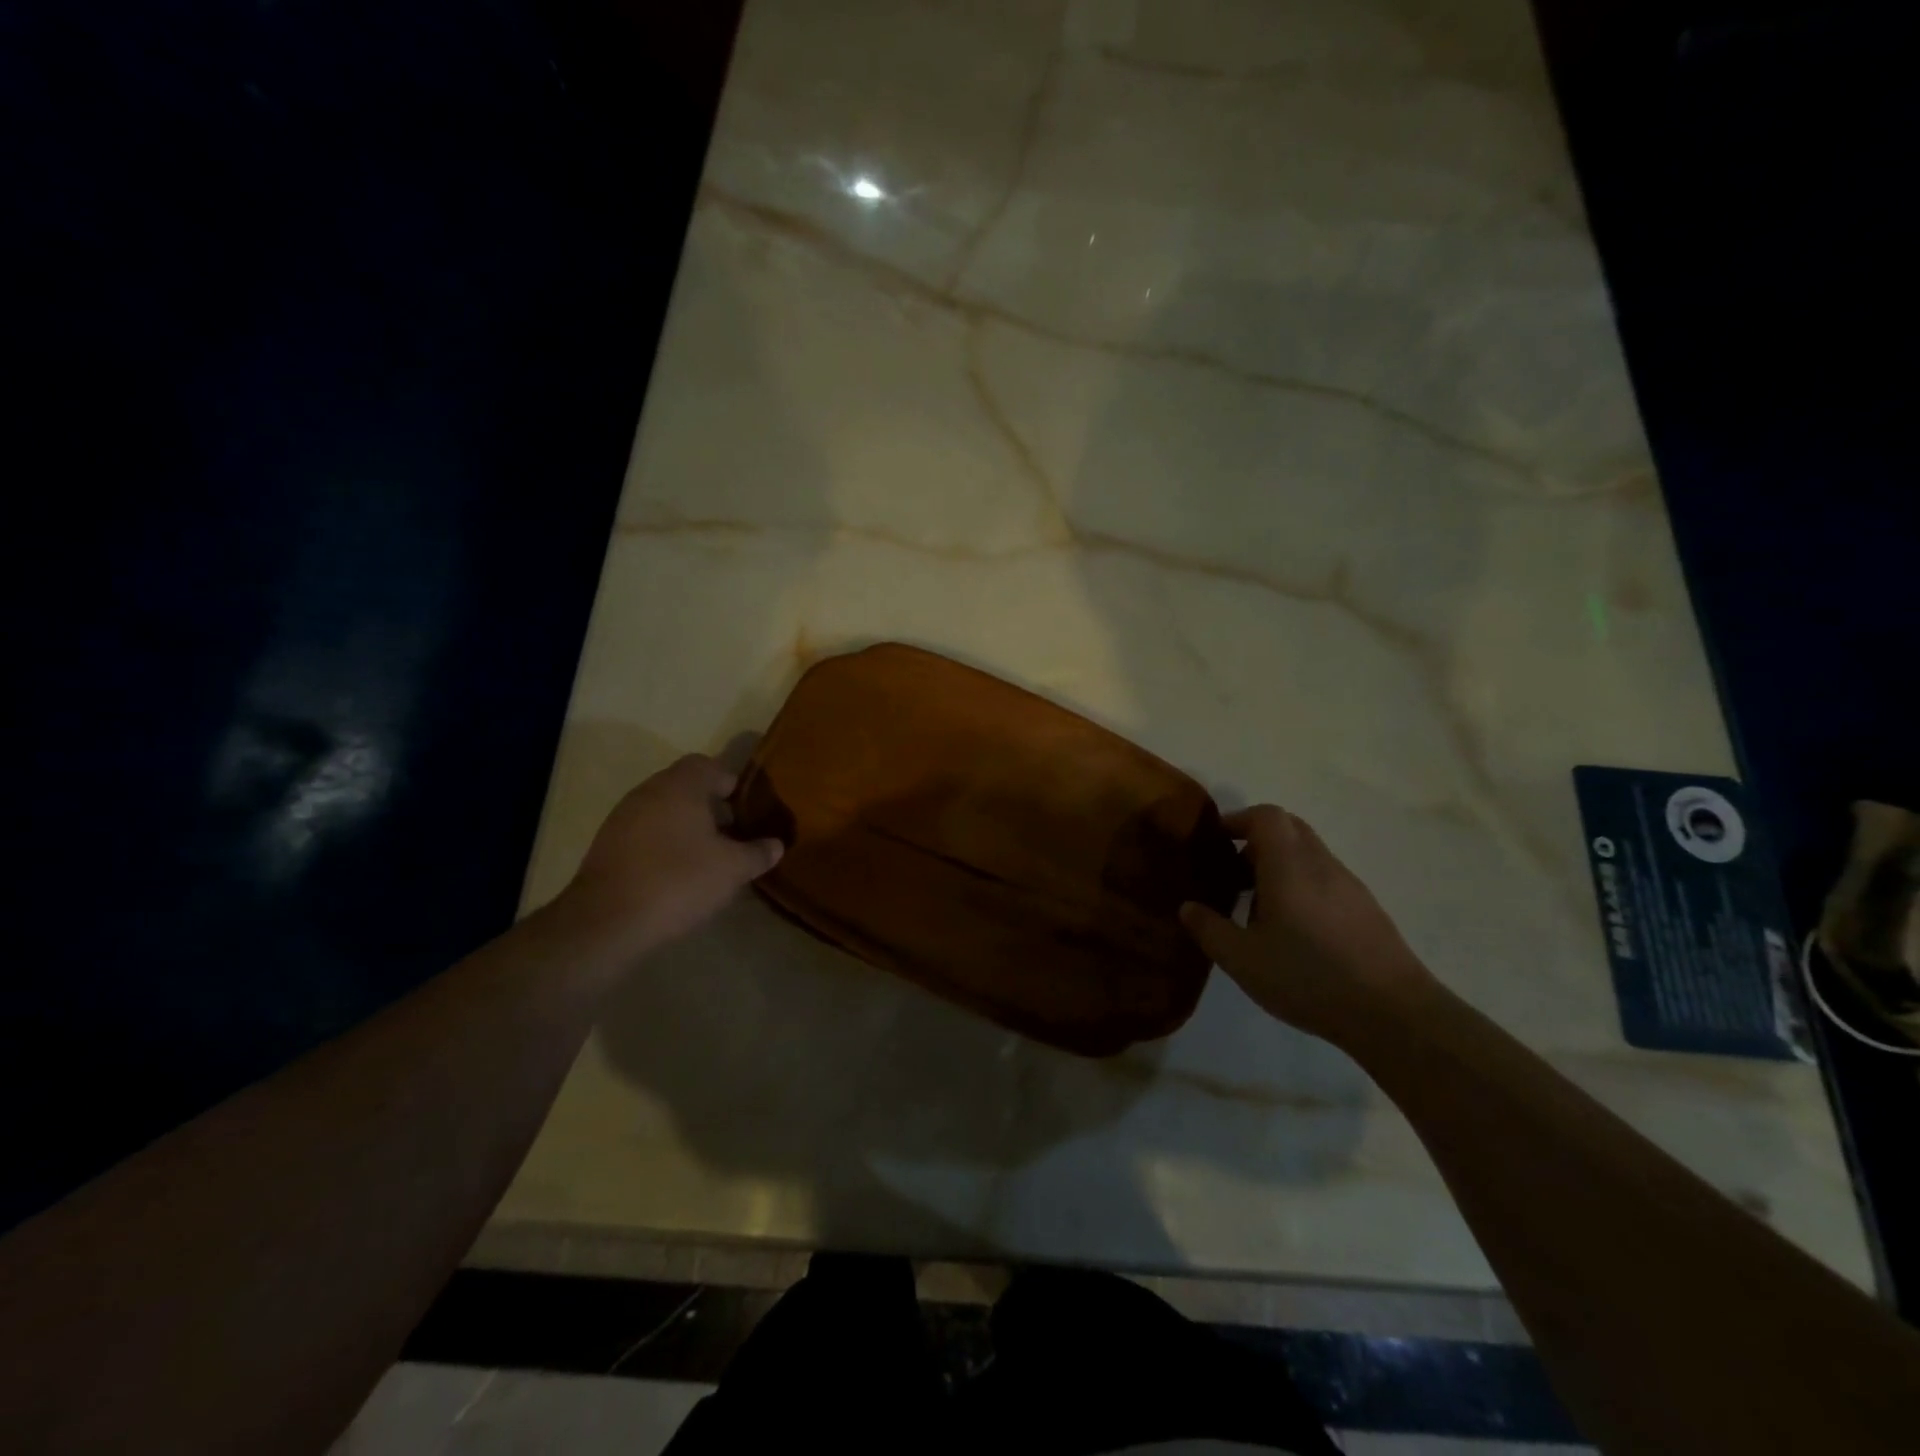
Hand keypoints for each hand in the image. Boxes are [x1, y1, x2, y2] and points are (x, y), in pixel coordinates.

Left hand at [563, 755, 782, 957]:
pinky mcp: (607, 845)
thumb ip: (758, 853)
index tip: (747, 811)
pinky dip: (663, 843)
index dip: (731, 784)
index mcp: (681, 786)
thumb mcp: (733, 869)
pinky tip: (676, 874)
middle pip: (686, 787)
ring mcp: (622, 817)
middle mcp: (648, 792)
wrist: (606, 922)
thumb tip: (776, 845)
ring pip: (664, 810)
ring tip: (707, 857)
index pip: (709, 765)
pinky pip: (645, 832)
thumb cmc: (679, 881)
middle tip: (733, 835)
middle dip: (711, 807)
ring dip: (686, 826)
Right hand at [1179, 806, 1438, 1045]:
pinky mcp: (1366, 909)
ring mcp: (1349, 886)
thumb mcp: (1243, 959)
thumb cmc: (1308, 977)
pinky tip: (1294, 931)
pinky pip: (1325, 879)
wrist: (1393, 1013)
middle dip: (1257, 840)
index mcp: (1289, 866)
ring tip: (1258, 909)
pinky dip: (1302, 886)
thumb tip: (1187, 907)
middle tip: (1233, 872)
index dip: (1238, 820)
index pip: (1266, 816)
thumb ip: (1209, 929)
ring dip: (1279, 866)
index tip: (1216, 842)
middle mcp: (1321, 865)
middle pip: (1290, 828)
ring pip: (1309, 854)